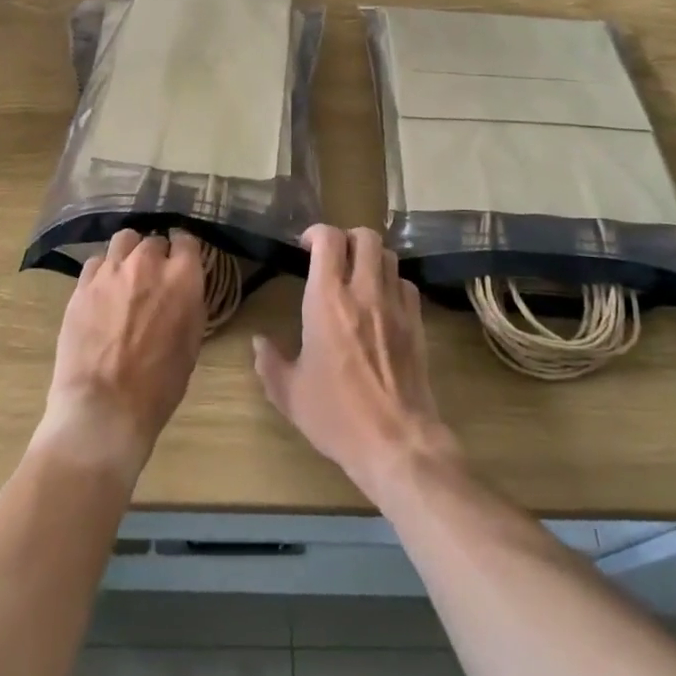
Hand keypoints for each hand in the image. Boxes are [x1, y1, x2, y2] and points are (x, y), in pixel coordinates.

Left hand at [35, 229, 205, 482]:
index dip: (184, 251)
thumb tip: (182, 290)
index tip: (182, 262)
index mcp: (182, 278)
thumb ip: (188, 304)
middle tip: (153, 279)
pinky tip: (103, 292)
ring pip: (124, 240)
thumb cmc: (159, 386)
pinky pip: (97, 262)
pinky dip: (104, 271)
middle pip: (154, 241)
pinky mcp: (83, 284)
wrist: (104, 407)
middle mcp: (147, 263)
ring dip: (129, 254)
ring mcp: (111, 271)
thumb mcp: (191, 344)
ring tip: (126, 275)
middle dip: (156, 256)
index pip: (187, 241)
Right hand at [253, 226, 458, 503]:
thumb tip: (258, 342)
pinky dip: (392, 282)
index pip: (328, 239)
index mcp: (327, 300)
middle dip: (347, 239)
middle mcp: (364, 292)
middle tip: (333, 259)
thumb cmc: (337, 416)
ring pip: (389, 255)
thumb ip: (269, 362)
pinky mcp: (417, 323)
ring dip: (371, 258)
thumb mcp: (289, 393)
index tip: (305, 248)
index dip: (316, 233)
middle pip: (365, 236)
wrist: (396, 442)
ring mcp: (395, 305)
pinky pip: (406, 284)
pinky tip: (382, 302)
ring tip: (358, 277)